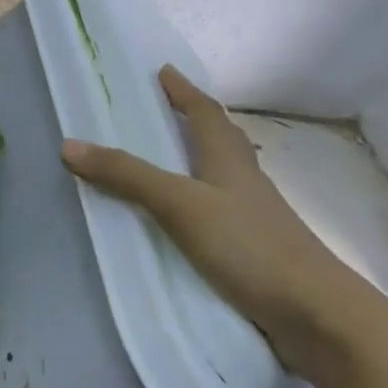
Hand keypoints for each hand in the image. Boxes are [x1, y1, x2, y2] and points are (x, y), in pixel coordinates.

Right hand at [60, 66, 382, 380]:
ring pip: (225, 177)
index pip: (206, 113)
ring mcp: (254, 220)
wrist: (318, 317)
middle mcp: (245, 183)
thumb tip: (69, 144)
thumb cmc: (249, 246)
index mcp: (229, 162)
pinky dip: (201, 204)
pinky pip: (221, 214)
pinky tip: (186, 221)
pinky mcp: (255, 253)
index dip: (184, 91)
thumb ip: (127, 175)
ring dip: (200, 162)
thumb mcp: (180, 204)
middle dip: (195, 120)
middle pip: (221, 140)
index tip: (165, 71)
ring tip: (171, 161)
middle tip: (166, 110)